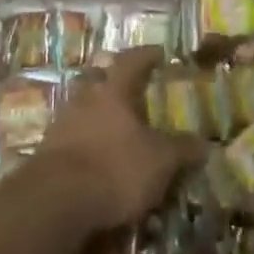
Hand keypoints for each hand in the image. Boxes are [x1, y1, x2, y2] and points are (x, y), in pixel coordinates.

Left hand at [31, 47, 205, 231]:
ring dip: (98, 112)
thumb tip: (205, 143)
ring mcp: (62, 122)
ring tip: (116, 126)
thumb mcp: (159, 162)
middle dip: (115, 80)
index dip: (146, 55)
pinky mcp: (48, 149)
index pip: (131, 61)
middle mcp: (85, 98)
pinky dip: (86, 139)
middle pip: (99, 78)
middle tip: (132, 88)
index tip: (159, 52)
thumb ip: (182, 150)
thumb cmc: (115, 169)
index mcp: (113, 91)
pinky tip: (97, 155)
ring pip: (84, 106)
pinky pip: (72, 134)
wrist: (56, 200)